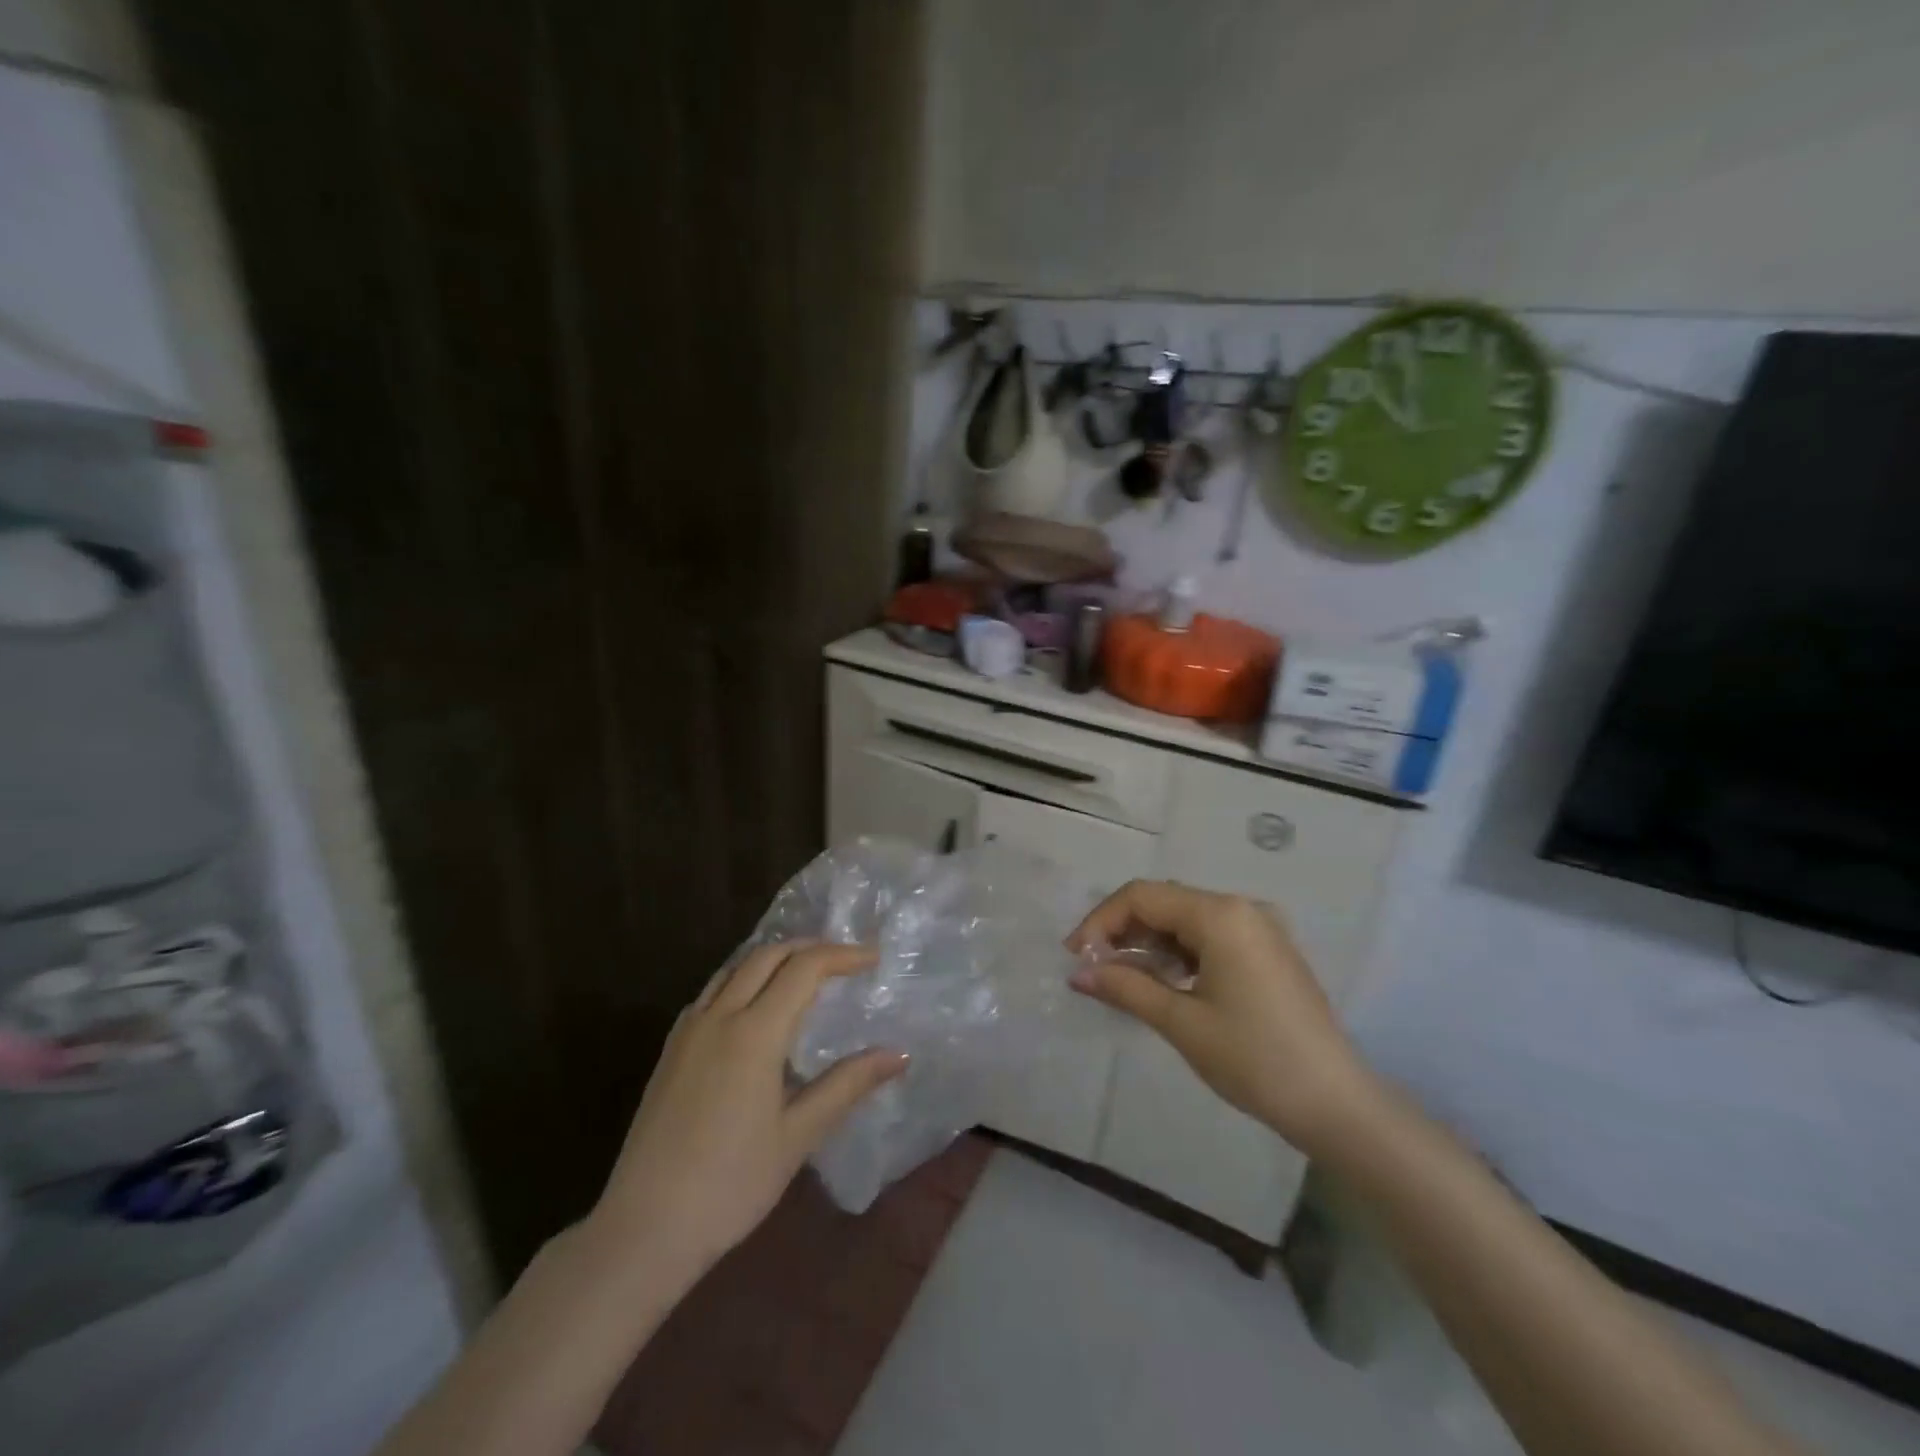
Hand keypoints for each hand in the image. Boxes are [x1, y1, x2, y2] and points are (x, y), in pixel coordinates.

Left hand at [590, 941, 905, 1281]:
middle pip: (767, 955)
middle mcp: (719, 1016)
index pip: (804, 968)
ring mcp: (688, 1030)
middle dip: (809, 947)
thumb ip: (847, 1085)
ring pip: (735, 967)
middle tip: (844, 959)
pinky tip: (755, 1006)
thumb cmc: (730, 1185)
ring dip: (774, 957)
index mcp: (754, 1032)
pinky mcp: (671, 1049)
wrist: (643, 1230)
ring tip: (805, 972)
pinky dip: (743, 978)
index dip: (842, 955)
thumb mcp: (797, 1137)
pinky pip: (712, 990)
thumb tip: (898, 1055)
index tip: (873, 958)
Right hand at [1067, 881, 1372, 1151]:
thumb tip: (1079, 973)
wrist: (1336, 1104)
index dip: (1101, 921)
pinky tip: (1163, 984)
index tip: (1076, 958)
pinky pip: (1210, 938)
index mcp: (1221, 914)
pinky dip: (1178, 954)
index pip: (1142, 897)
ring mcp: (1259, 928)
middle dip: (1123, 932)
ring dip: (1149, 945)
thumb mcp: (1181, 1022)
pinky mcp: (1268, 951)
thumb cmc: (1254, 1058)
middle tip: (1094, 971)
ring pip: (1186, 921)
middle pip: (1164, 903)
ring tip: (1122, 982)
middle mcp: (1240, 908)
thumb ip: (1125, 988)